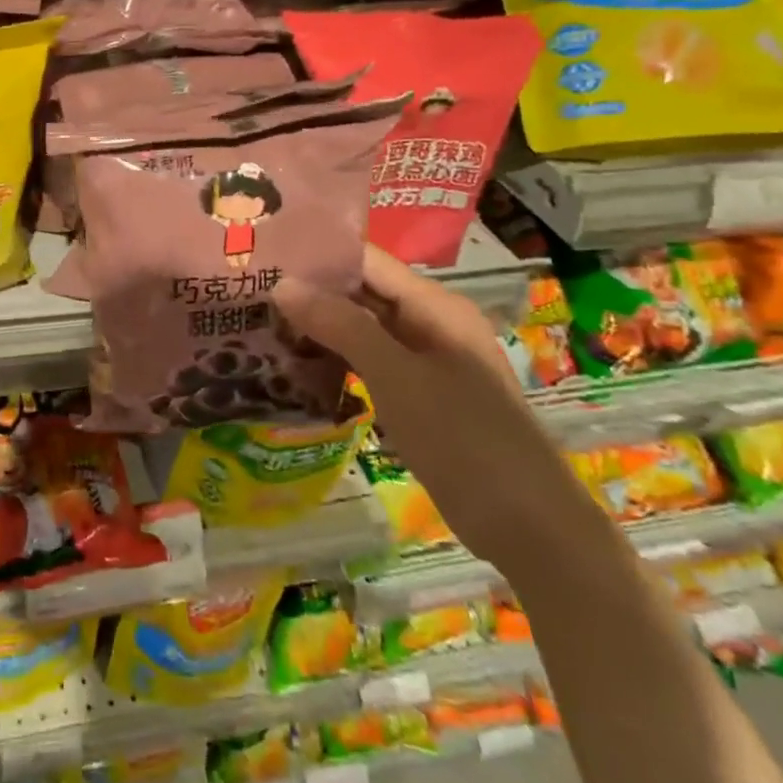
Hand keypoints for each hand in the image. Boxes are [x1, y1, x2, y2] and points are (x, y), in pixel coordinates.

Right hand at [272, 244, 606, 578]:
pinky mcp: (420, 395)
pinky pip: (370, 362)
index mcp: (434, 305)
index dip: (317, 254)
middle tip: (249, 291)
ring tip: (261, 323)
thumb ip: (341, 326)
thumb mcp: (397, 377)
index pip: (366, 260)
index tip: (263, 257)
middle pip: (362, 292)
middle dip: (310, 291)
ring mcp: (426, 361)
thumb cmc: (465, 440)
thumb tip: (282, 284)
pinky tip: (296, 365)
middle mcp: (430, 323)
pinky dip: (336, 358)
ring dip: (319, 326)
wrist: (532, 528)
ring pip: (362, 328)